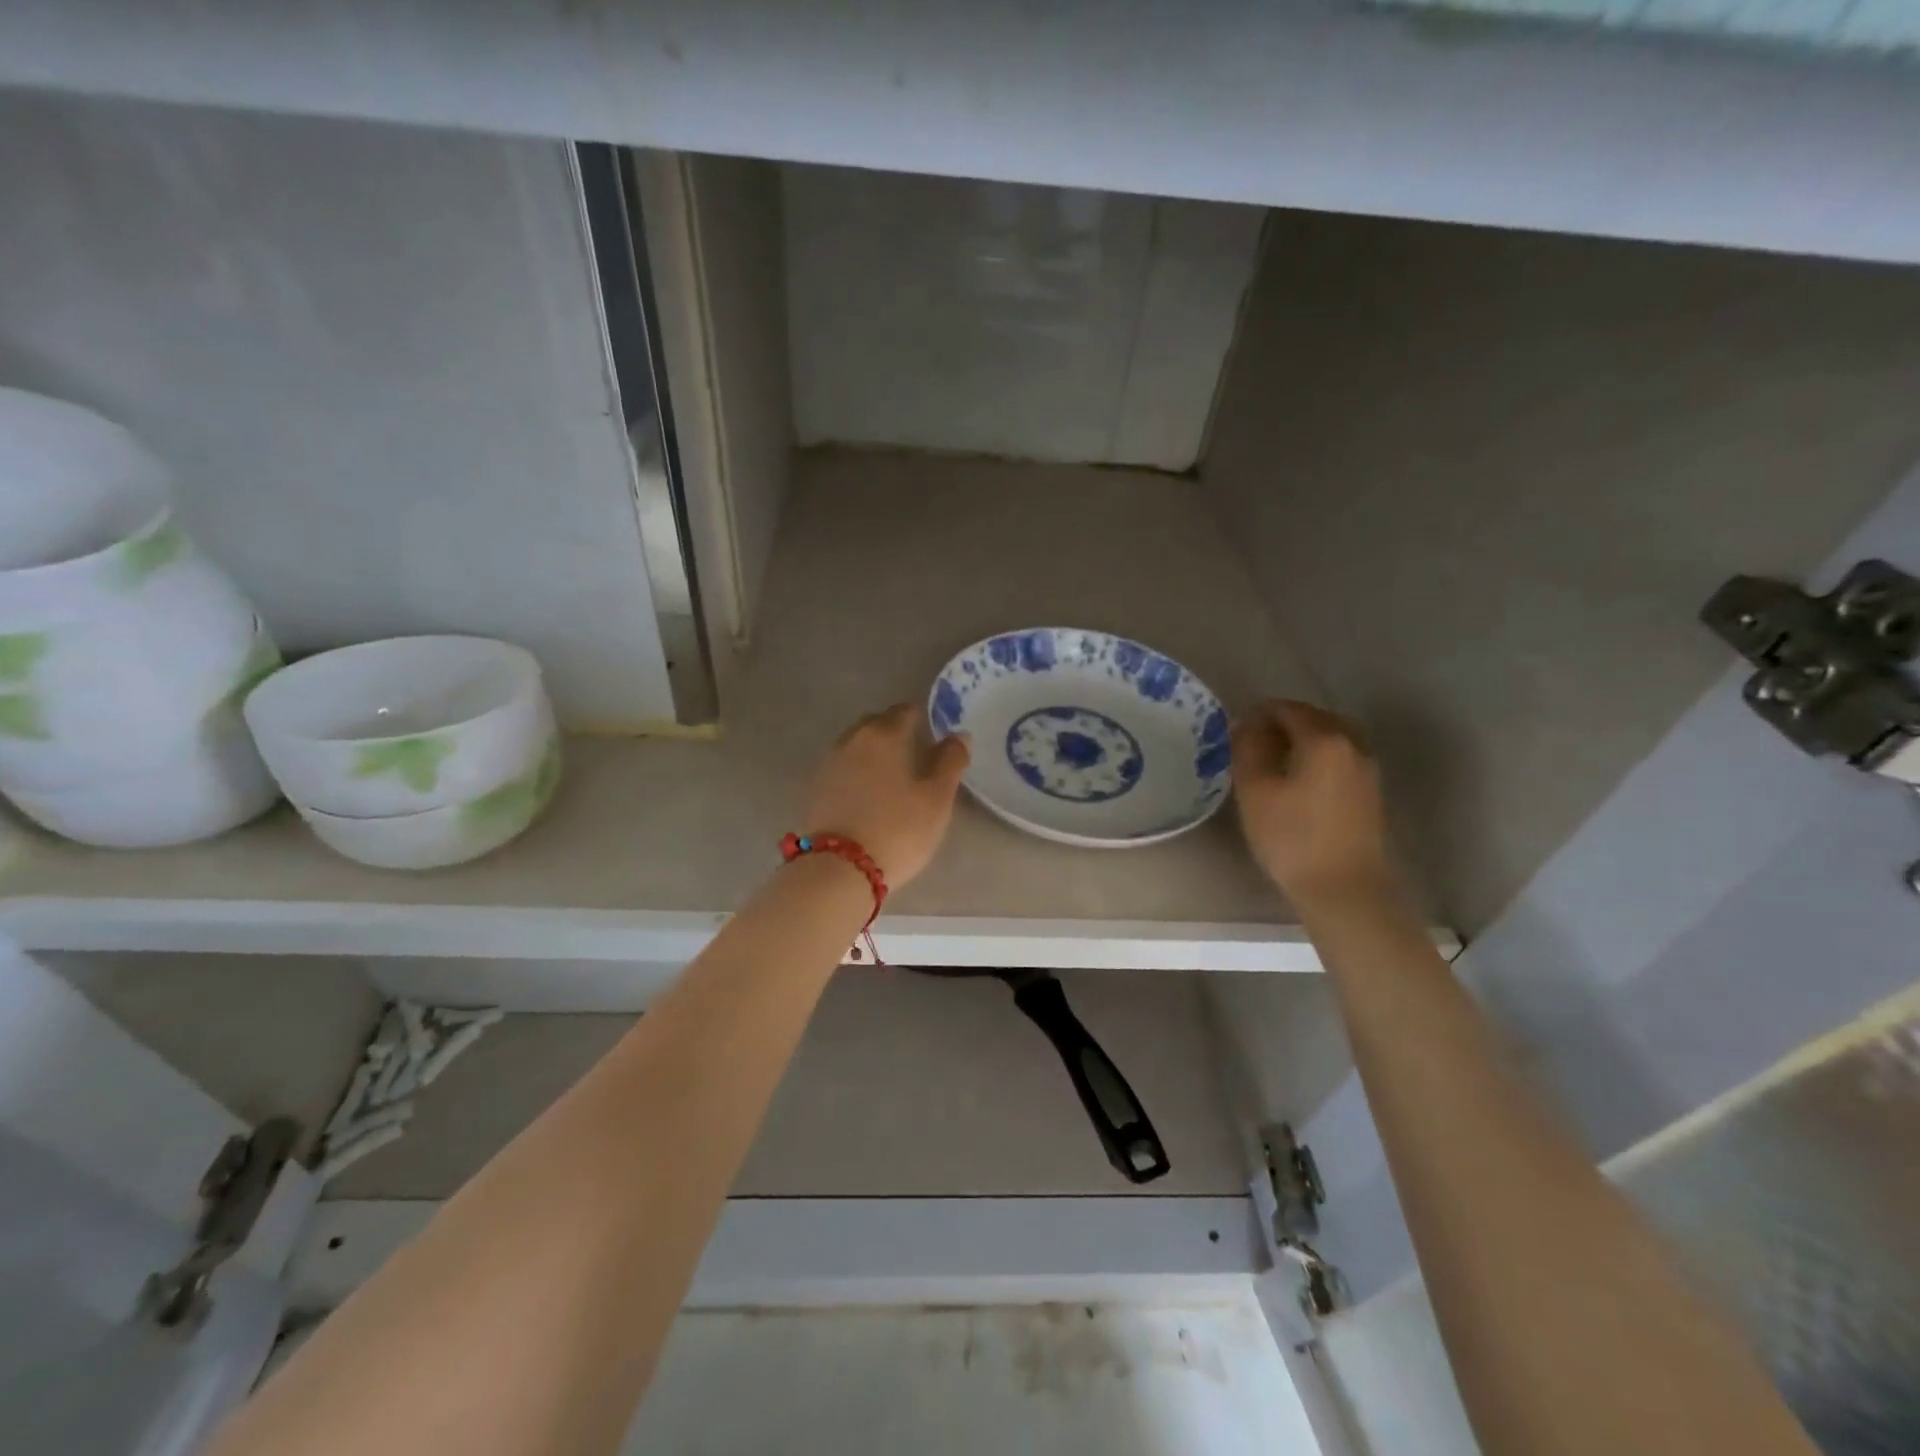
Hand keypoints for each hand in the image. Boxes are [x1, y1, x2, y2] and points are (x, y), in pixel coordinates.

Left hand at [805, 704, 971, 886]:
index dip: (922, 720)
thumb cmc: (898, 829)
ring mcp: (829, 764)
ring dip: (874, 753)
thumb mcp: (937, 798)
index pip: (905, 711)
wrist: (838, 869)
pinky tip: (869, 794)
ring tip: (893, 777)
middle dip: (895, 732)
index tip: (934, 737)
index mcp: (883, 734)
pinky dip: (858, 773)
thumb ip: (951, 762)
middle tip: (915, 756)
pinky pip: (843, 768)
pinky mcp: (816, 789)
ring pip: (857, 746)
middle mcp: (852, 740)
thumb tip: (959, 735)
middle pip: (877, 724)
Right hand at [1232, 700, 1397, 907]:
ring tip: (1274, 761)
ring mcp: (1367, 768)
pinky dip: (1318, 756)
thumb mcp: (1255, 791)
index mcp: (1324, 738)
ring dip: (1302, 739)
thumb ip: (1248, 749)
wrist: (1344, 889)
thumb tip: (1248, 726)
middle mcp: (1352, 744)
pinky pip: (1341, 757)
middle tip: (1252, 743)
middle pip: (1314, 718)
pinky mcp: (1370, 792)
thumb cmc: (1292, 838)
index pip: (1287, 709)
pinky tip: (1298, 779)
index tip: (1236, 730)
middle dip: (1282, 723)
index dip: (1258, 713)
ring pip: (1331, 737)